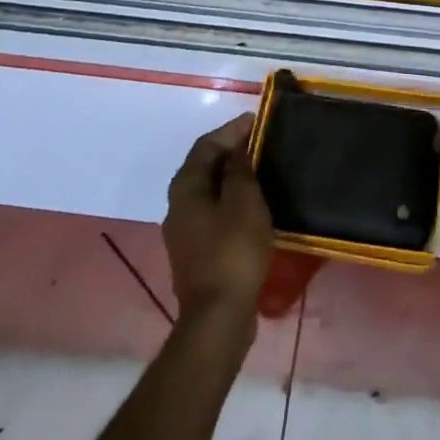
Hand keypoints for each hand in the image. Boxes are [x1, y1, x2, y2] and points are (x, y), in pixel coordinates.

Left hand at [163, 114, 272, 329]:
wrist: (217, 318)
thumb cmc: (232, 251)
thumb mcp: (244, 202)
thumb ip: (239, 170)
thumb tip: (238, 150)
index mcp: (186, 187)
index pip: (207, 144)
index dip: (231, 129)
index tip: (258, 121)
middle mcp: (177, 205)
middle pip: (204, 166)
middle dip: (231, 151)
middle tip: (261, 143)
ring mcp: (184, 232)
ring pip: (208, 191)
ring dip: (232, 177)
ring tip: (261, 171)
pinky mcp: (196, 253)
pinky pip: (213, 213)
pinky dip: (231, 201)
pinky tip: (253, 206)